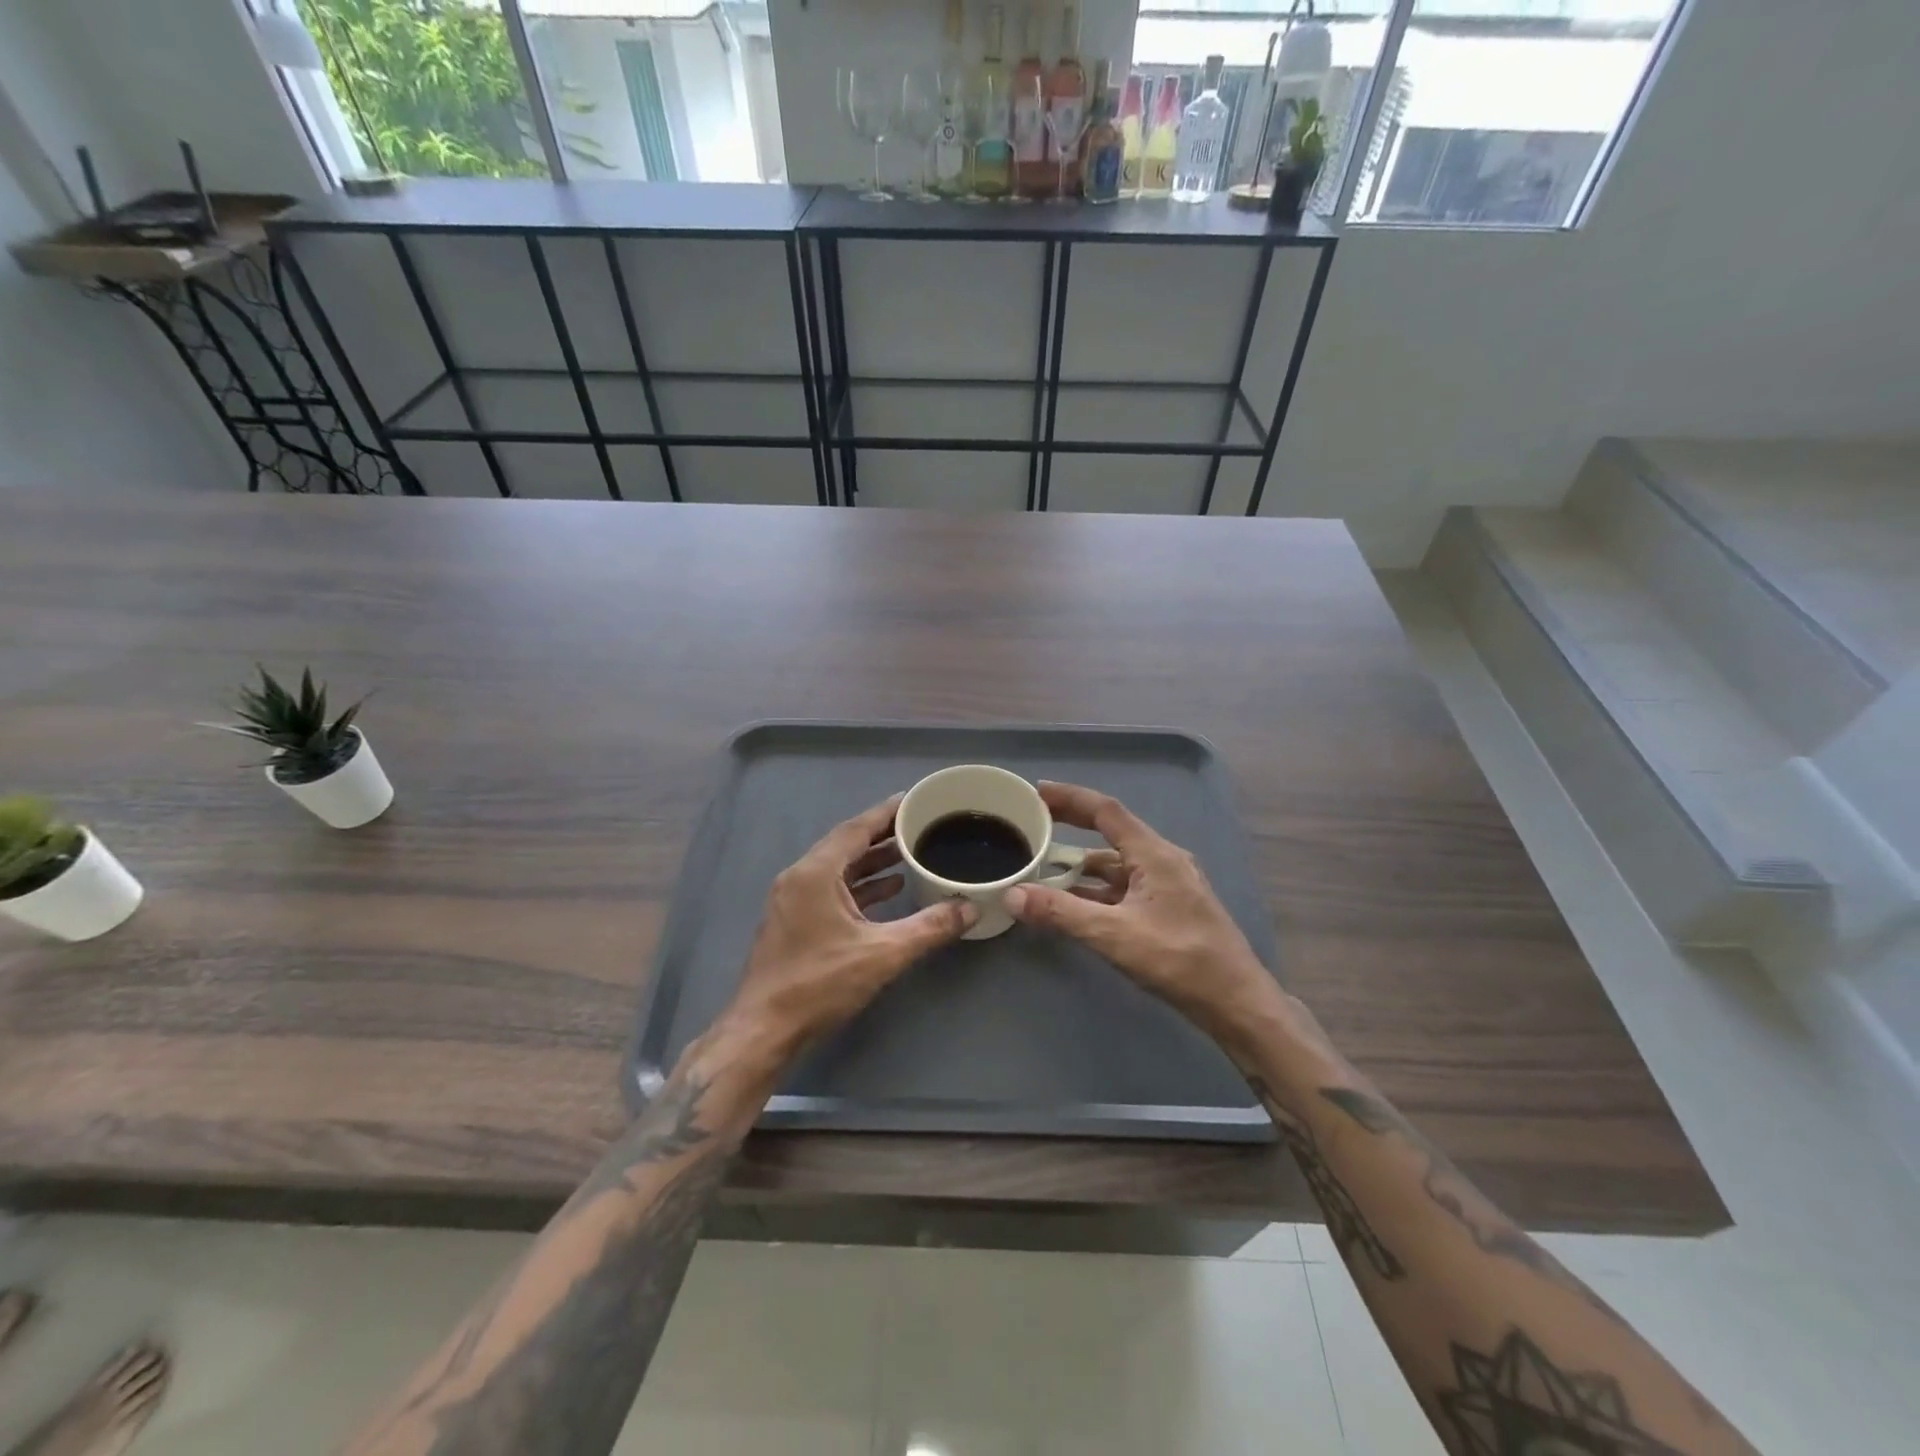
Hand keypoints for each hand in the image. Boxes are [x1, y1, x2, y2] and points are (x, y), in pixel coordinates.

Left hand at [712, 795, 976, 1068]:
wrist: (764, 1030)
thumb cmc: (820, 984)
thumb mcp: (883, 954)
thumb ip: (929, 927)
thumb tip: (970, 908)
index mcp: (815, 873)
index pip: (856, 829)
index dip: (887, 813)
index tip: (915, 800)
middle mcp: (800, 877)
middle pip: (846, 844)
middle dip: (883, 835)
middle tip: (919, 825)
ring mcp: (793, 900)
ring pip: (838, 868)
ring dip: (871, 861)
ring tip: (909, 855)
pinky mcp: (794, 921)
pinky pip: (831, 889)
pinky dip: (859, 886)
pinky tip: (887, 891)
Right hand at [1003, 782, 1286, 1052]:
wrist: (1237, 1002)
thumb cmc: (1180, 960)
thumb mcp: (1114, 935)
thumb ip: (1062, 913)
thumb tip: (1013, 894)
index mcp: (1155, 854)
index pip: (1106, 811)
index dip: (1071, 797)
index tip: (1037, 791)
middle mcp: (1163, 860)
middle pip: (1111, 832)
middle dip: (1073, 826)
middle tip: (1036, 823)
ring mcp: (1169, 885)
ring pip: (1118, 864)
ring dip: (1083, 864)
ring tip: (1046, 868)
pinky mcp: (1170, 908)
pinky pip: (1126, 887)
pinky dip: (1098, 889)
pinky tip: (1076, 904)